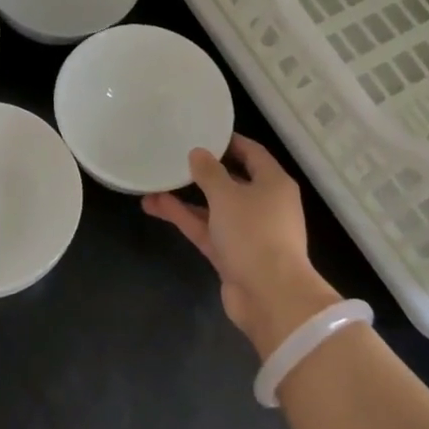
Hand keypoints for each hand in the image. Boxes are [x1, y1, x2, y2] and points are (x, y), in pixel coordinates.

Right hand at [143, 134, 341, 358]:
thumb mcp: (228, 195)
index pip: (252, 153)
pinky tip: (156, 205)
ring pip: (214, 207)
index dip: (229, 141)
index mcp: (274, 183)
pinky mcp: (232, 255)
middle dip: (203, 172)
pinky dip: (185, 218)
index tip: (202, 132)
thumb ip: (209, 172)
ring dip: (186, 197)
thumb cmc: (254, 233)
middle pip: (232, 180)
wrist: (270, 296)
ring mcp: (248, 232)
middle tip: (175, 156)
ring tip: (154, 182)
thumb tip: (198, 153)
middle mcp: (264, 204)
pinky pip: (207, 229)